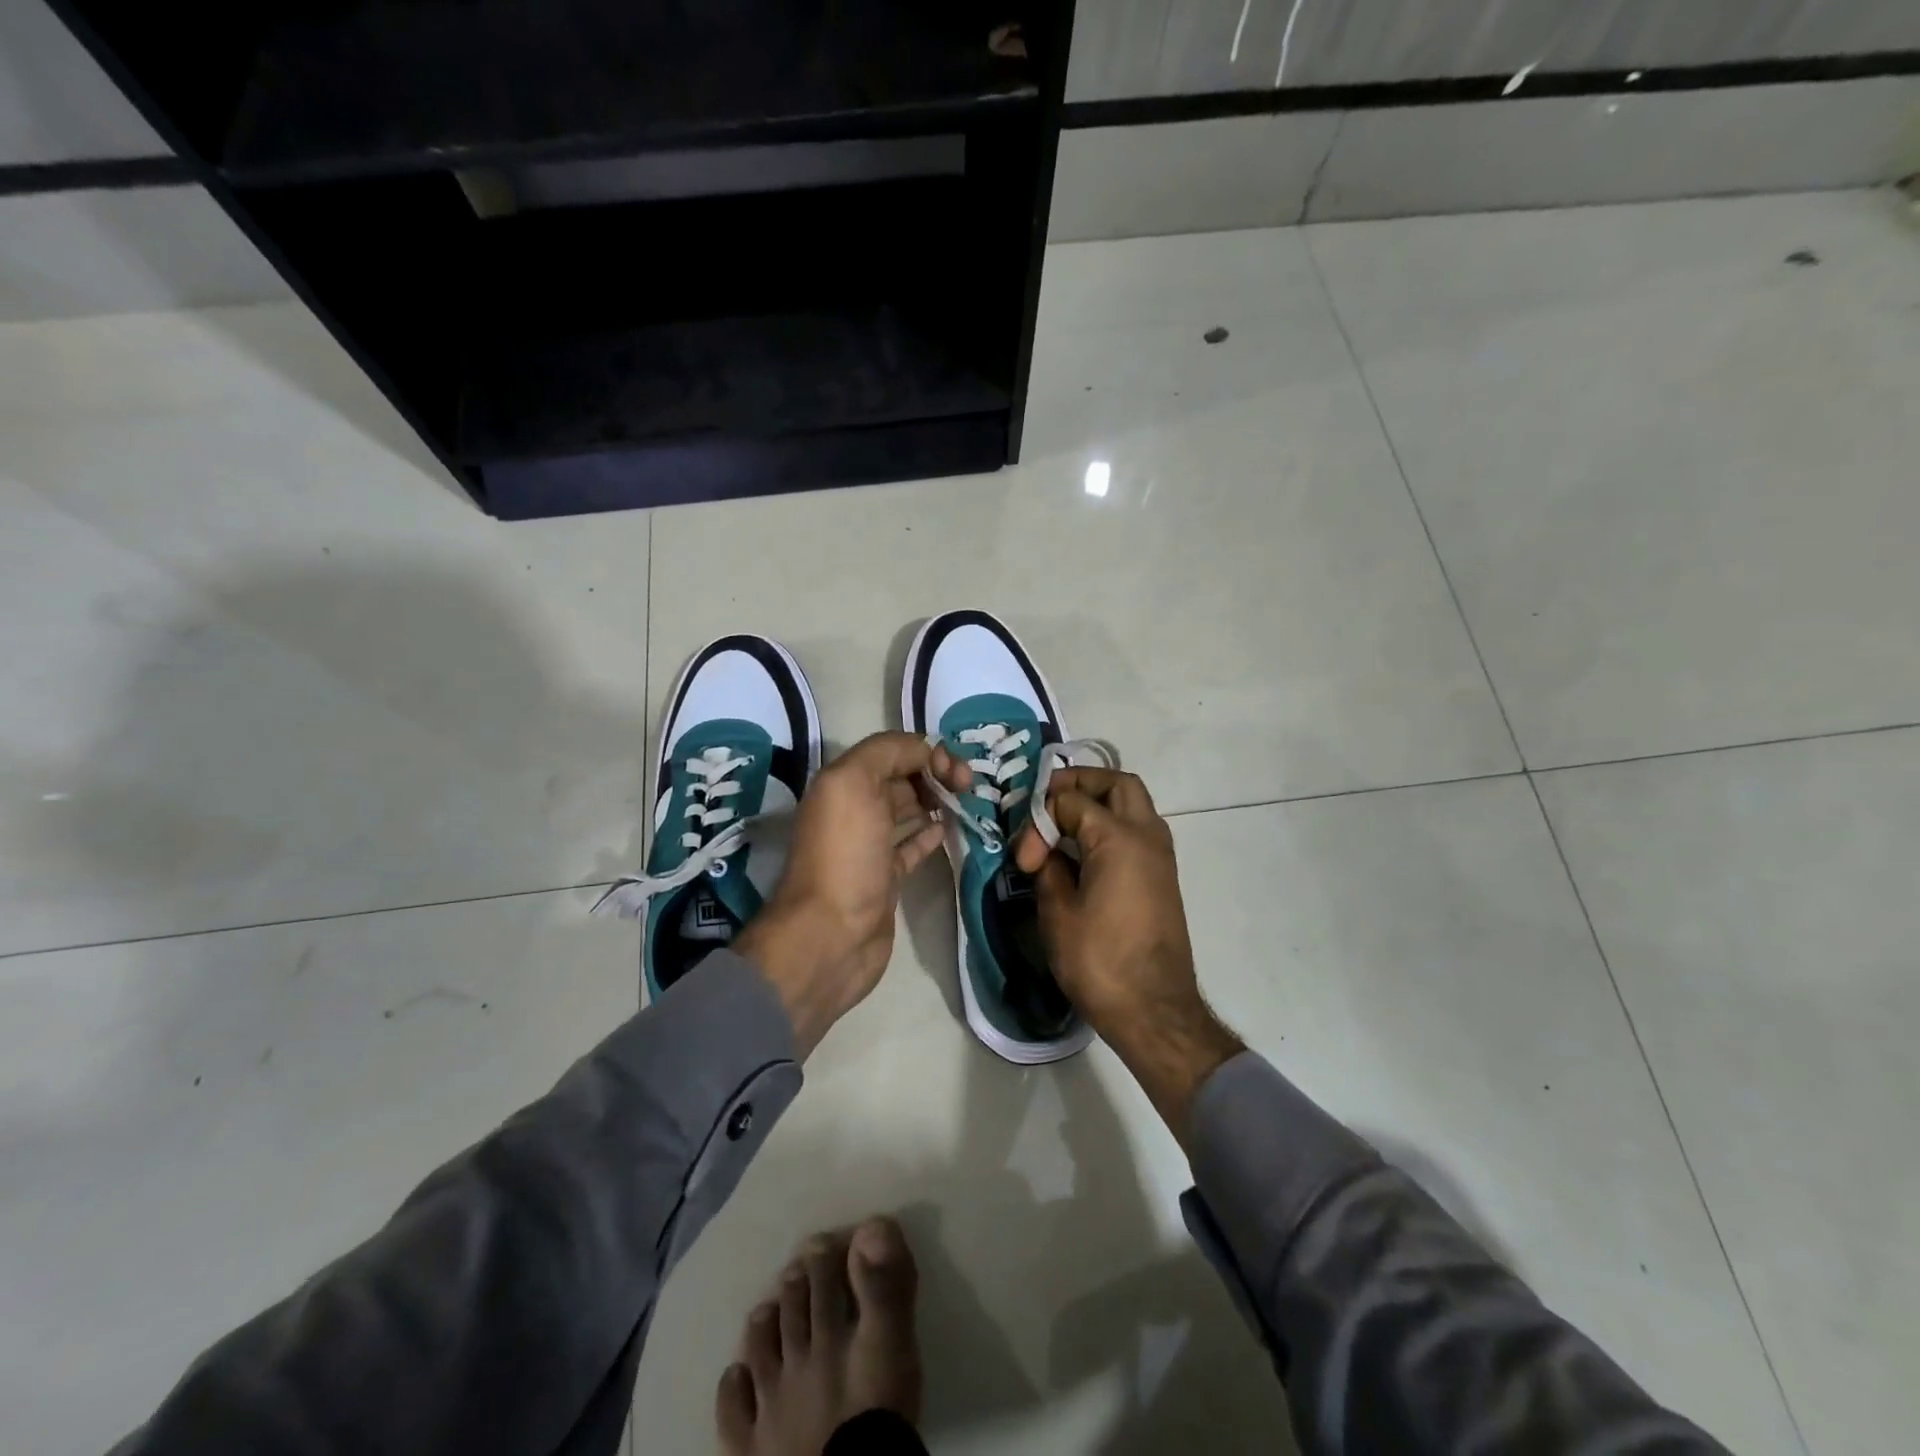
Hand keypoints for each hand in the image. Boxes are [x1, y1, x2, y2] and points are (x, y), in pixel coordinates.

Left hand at [735, 732, 968, 1055]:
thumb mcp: (853, 785)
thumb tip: (924, 751)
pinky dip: (930, 833)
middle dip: (935, 772)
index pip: (891, 750)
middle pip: (901, 777)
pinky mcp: (886, 877)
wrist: (832, 935)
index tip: (956, 770)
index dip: (926, 751)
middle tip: (968, 785)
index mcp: (843, 783)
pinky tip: (949, 829)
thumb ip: (886, 753)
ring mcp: (871, 845)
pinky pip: (912, 845)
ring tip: (968, 800)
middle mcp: (854, 809)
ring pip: (909, 809)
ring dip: (937, 799)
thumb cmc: (845, 856)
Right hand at [1012, 768, 1242, 1145]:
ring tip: (1062, 825)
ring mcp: (1161, 856)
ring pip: (1133, 804)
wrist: (1154, 1010)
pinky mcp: (1162, 876)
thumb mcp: (1057, 912)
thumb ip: (1048, 868)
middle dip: (1080, 784)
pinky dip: (1111, 825)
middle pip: (1117, 784)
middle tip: (1048, 802)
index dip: (1040, 820)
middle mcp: (1147, 836)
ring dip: (1099, 803)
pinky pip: (1138, 830)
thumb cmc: (1100, 961)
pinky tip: (1083, 851)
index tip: (1024, 858)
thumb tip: (1045, 852)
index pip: (1072, 800)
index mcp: (1119, 838)